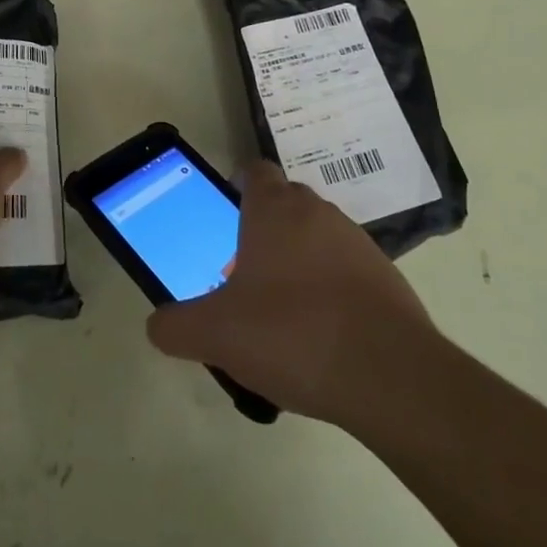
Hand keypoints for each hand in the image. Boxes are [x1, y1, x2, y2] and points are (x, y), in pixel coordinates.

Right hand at [146, 160, 438, 425]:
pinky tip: (322, 335)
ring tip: (283, 311)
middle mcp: (316, 212)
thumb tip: (157, 325)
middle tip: (244, 273)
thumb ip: (176, 327)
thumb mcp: (216, 335)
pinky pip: (347, 269)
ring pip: (317, 236)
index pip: (254, 171)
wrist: (390, 375)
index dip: (238, 185)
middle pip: (285, 203)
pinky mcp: (387, 277)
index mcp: (274, 209)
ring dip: (299, 259)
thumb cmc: (291, 334)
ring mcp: (357, 242)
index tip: (226, 215)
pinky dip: (332, 288)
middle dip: (264, 229)